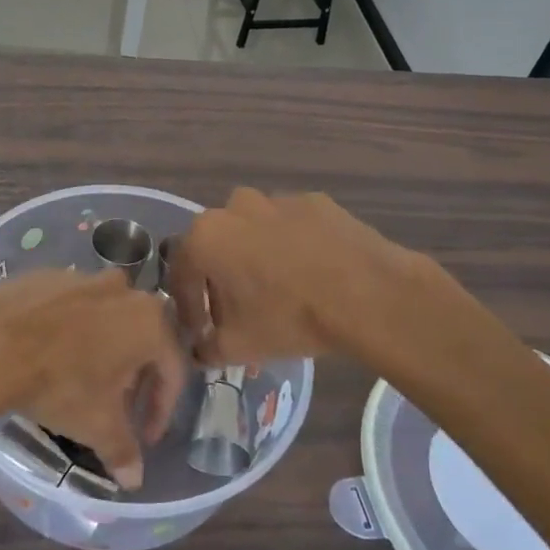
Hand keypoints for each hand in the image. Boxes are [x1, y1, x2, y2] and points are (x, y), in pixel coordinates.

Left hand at [0, 268, 186, 489]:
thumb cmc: (61, 383)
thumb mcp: (97, 425)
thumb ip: (123, 450)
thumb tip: (134, 480)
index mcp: (150, 321)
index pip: (172, 369)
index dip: (161, 409)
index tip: (146, 437)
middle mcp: (125, 291)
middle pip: (142, 340)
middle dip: (134, 378)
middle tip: (118, 410)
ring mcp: (85, 278)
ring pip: (108, 320)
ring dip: (105, 351)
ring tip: (85, 382)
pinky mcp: (51, 276)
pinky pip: (74, 308)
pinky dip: (73, 332)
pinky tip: (52, 356)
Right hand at [164, 188, 414, 368]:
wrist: (367, 293)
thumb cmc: (290, 317)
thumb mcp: (239, 346)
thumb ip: (208, 348)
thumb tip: (202, 349)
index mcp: (206, 237)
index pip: (182, 273)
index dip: (188, 306)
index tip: (200, 330)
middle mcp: (235, 207)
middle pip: (217, 245)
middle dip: (220, 277)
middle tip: (237, 310)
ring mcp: (278, 199)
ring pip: (254, 230)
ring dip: (255, 256)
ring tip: (277, 291)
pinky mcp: (315, 201)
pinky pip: (291, 226)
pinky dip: (291, 246)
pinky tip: (310, 274)